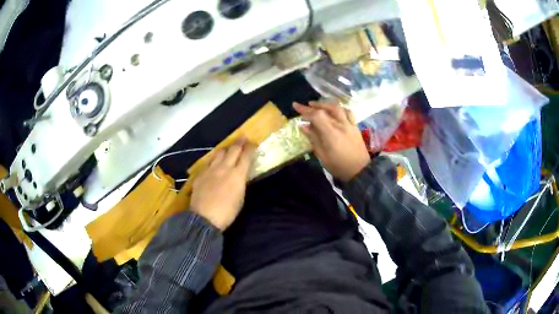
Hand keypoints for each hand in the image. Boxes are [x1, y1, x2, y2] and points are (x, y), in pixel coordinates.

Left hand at [191, 139, 255, 230]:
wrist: (204, 218)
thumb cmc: (227, 212)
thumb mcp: (240, 198)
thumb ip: (240, 182)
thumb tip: (240, 175)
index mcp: (237, 175)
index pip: (246, 156)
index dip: (250, 148)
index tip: (253, 143)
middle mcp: (224, 168)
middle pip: (233, 150)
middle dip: (239, 142)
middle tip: (243, 137)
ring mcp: (210, 170)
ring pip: (219, 153)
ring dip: (226, 149)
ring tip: (228, 148)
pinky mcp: (200, 174)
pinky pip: (209, 162)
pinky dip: (214, 161)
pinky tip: (214, 164)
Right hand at [294, 101, 369, 182]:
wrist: (360, 171)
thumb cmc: (339, 166)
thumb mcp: (322, 156)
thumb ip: (313, 139)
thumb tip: (303, 126)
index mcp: (331, 134)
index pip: (317, 115)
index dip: (305, 110)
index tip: (295, 106)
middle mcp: (341, 125)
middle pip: (326, 109)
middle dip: (313, 106)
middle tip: (304, 106)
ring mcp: (349, 124)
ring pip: (337, 108)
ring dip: (326, 104)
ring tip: (318, 105)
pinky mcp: (355, 126)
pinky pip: (348, 112)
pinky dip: (339, 108)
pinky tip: (334, 110)